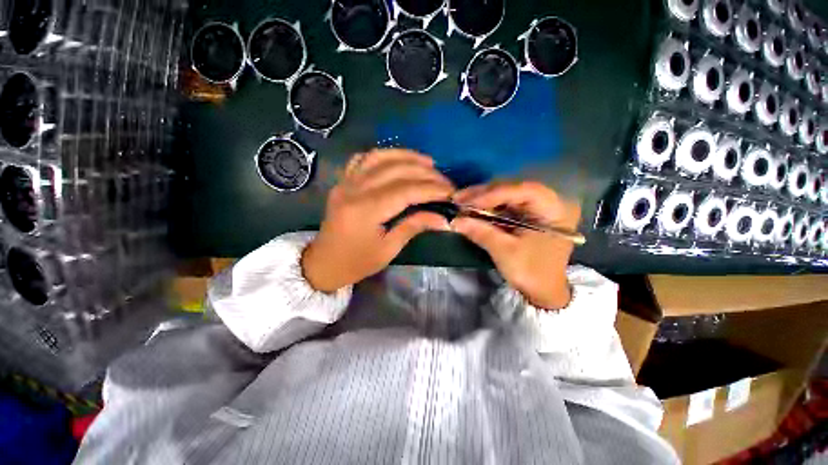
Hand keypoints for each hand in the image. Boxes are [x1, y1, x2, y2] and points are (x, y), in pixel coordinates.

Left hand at [302, 149, 454, 291]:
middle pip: (396, 170)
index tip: (450, 192)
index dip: (431, 189)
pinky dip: (383, 155)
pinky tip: (398, 160)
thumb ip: (414, 227)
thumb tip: (443, 219)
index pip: (406, 191)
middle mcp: (354, 189)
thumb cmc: (356, 262)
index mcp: (366, 210)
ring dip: (407, 156)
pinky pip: (363, 159)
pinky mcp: (343, 182)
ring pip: (380, 157)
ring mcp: (346, 182)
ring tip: (428, 162)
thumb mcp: (388, 250)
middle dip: (425, 173)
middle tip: (444, 180)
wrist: (323, 263)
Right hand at [451, 181, 580, 309]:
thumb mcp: (505, 251)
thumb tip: (455, 221)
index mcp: (554, 209)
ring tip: (460, 203)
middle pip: (513, 189)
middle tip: (459, 199)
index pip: (523, 191)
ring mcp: (536, 207)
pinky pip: (504, 204)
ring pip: (506, 195)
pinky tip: (471, 208)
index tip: (469, 202)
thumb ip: (481, 232)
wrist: (543, 290)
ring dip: (482, 199)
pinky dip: (486, 206)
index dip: (494, 194)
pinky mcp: (525, 213)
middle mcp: (548, 202)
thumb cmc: (531, 272)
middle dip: (484, 194)